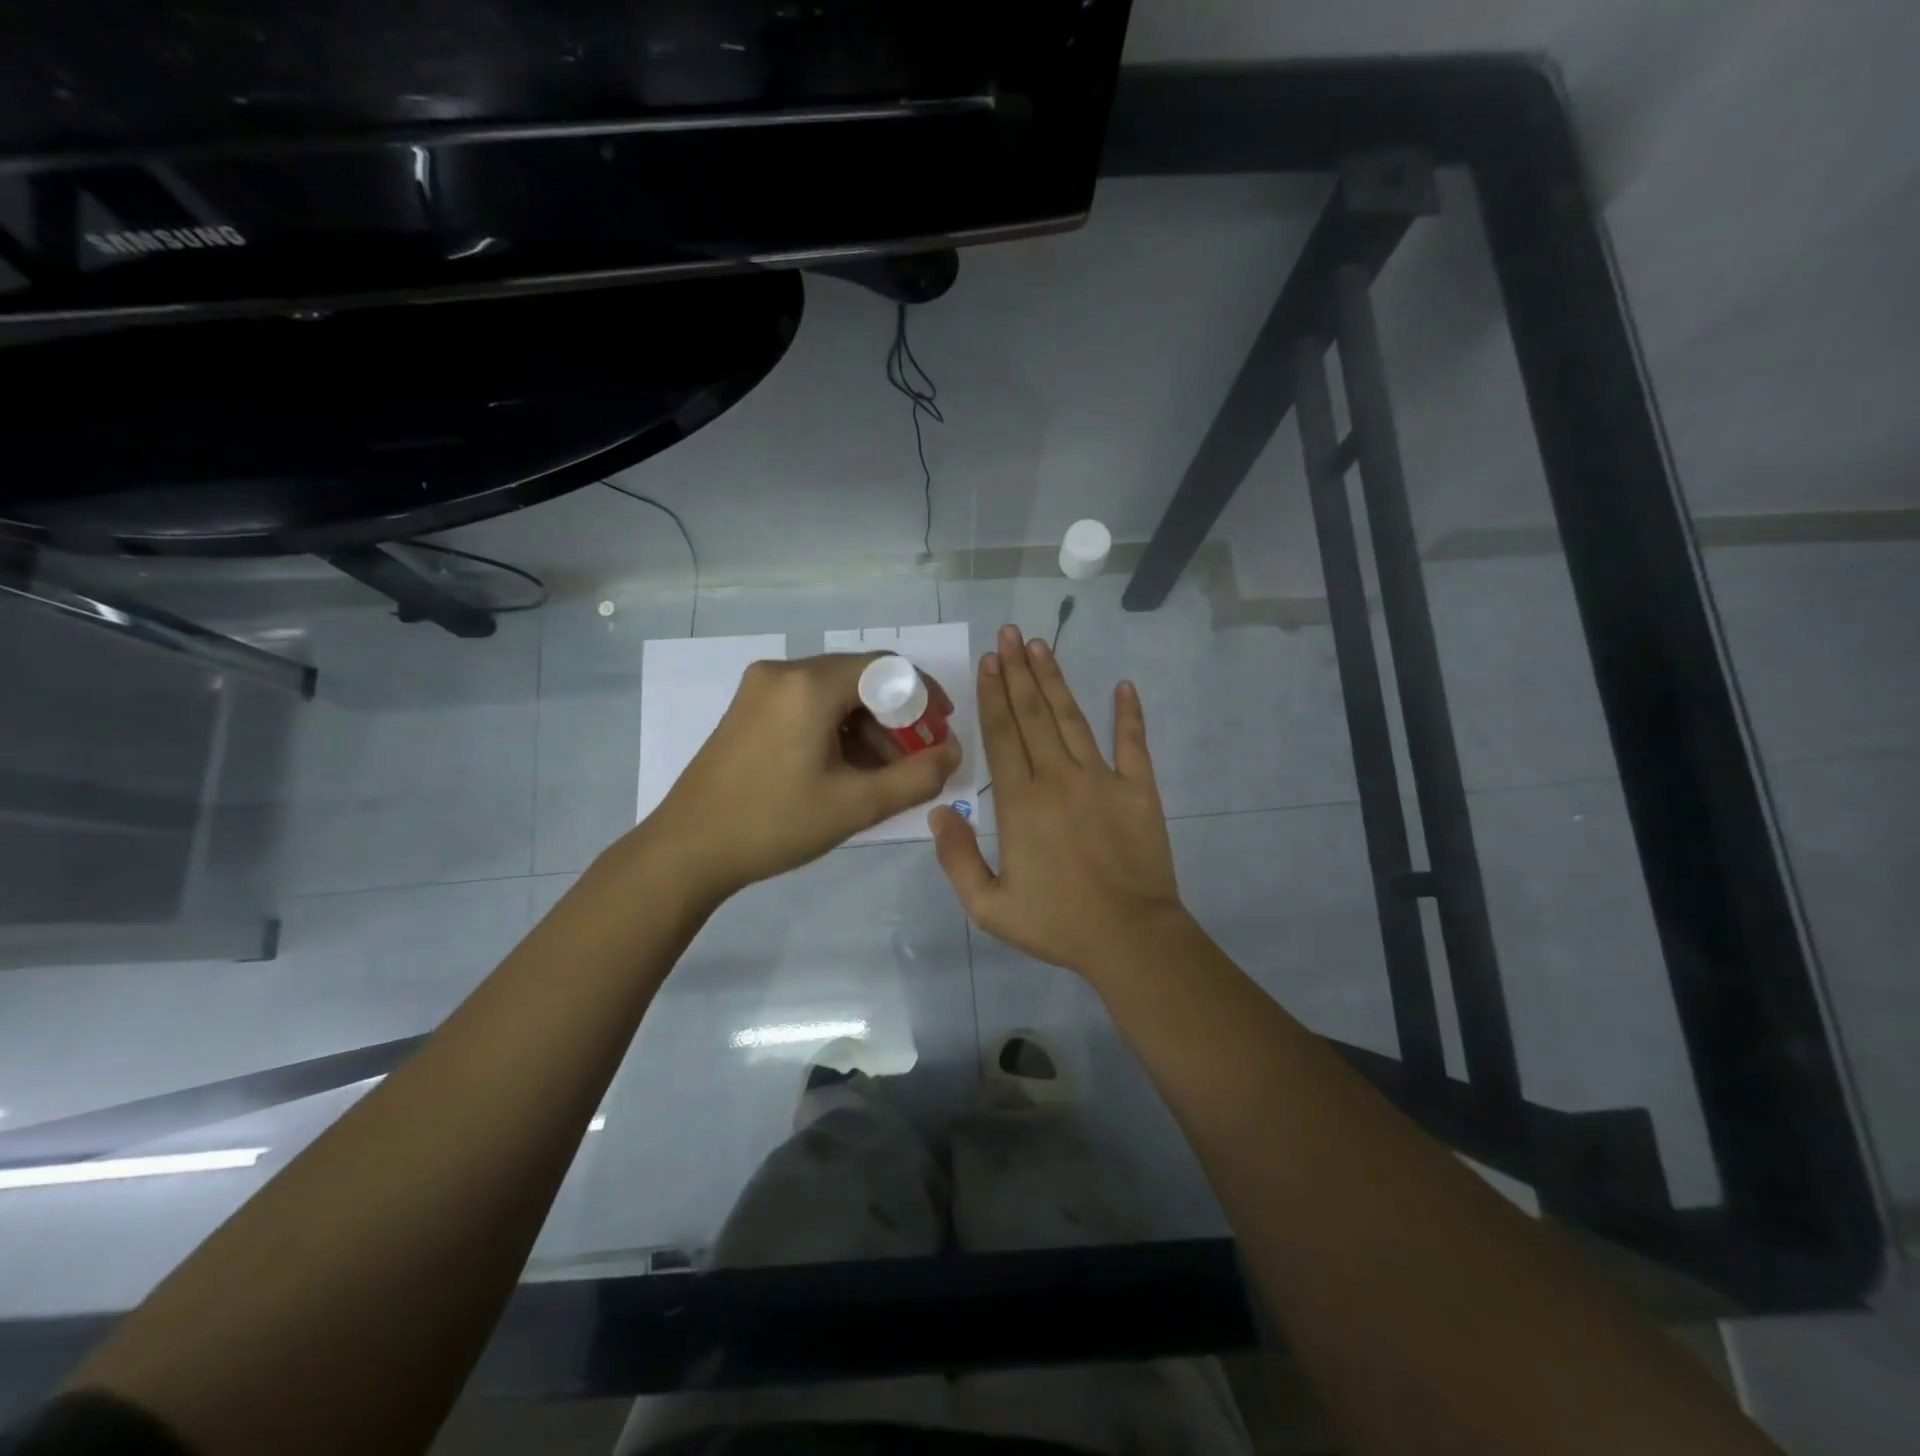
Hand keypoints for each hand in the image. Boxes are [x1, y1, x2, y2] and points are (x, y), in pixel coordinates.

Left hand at [643, 653, 960, 898]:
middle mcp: (784, 672)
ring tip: (881, 775)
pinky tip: (844, 769)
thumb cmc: (775, 823)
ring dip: (866, 727)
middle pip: (860, 679)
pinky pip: (808, 704)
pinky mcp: (748, 708)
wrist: (687, 849)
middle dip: (895, 717)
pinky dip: (836, 729)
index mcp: (810, 684)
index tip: (942, 728)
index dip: (923, 694)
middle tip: (915, 759)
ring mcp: (760, 688)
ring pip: (834, 693)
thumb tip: (953, 753)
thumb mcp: (856, 805)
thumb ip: (916, 777)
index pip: (887, 668)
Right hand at [930, 624, 1188, 978]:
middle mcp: (1058, 778)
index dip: (994, 694)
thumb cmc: (1056, 923)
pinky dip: (1129, 714)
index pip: (1002, 735)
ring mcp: (1102, 779)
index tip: (989, 661)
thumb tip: (940, 811)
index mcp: (1020, 802)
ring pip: (1072, 719)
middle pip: (1033, 715)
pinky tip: (1124, 687)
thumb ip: (957, 858)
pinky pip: (1133, 743)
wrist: (1129, 938)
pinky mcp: (1139, 789)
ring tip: (1042, 646)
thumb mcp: (988, 906)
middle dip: (1018, 672)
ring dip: (1055, 681)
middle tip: (1010, 634)